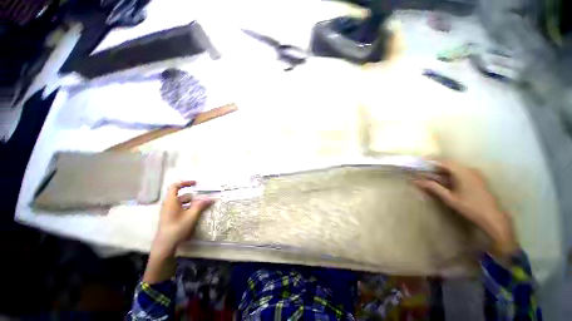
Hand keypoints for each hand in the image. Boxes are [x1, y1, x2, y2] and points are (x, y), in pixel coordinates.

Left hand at [144, 181, 212, 283]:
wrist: (165, 245)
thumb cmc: (177, 228)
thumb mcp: (192, 215)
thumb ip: (201, 205)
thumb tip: (211, 197)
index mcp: (171, 201)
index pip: (176, 186)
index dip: (186, 182)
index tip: (196, 183)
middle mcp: (169, 204)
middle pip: (182, 195)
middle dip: (194, 196)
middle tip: (204, 199)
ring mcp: (169, 212)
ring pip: (182, 203)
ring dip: (192, 203)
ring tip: (202, 207)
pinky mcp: (171, 218)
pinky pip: (181, 209)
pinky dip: (189, 208)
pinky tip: (195, 214)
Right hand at [414, 160, 517, 254]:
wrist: (493, 217)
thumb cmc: (470, 207)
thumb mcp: (449, 198)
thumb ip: (433, 188)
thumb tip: (417, 181)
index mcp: (463, 172)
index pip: (444, 161)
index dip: (431, 160)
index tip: (420, 161)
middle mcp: (469, 169)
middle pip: (449, 163)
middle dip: (435, 165)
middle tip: (423, 168)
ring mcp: (475, 174)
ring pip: (455, 167)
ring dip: (442, 169)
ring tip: (431, 174)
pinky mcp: (477, 179)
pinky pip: (460, 172)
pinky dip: (450, 173)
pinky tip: (444, 180)